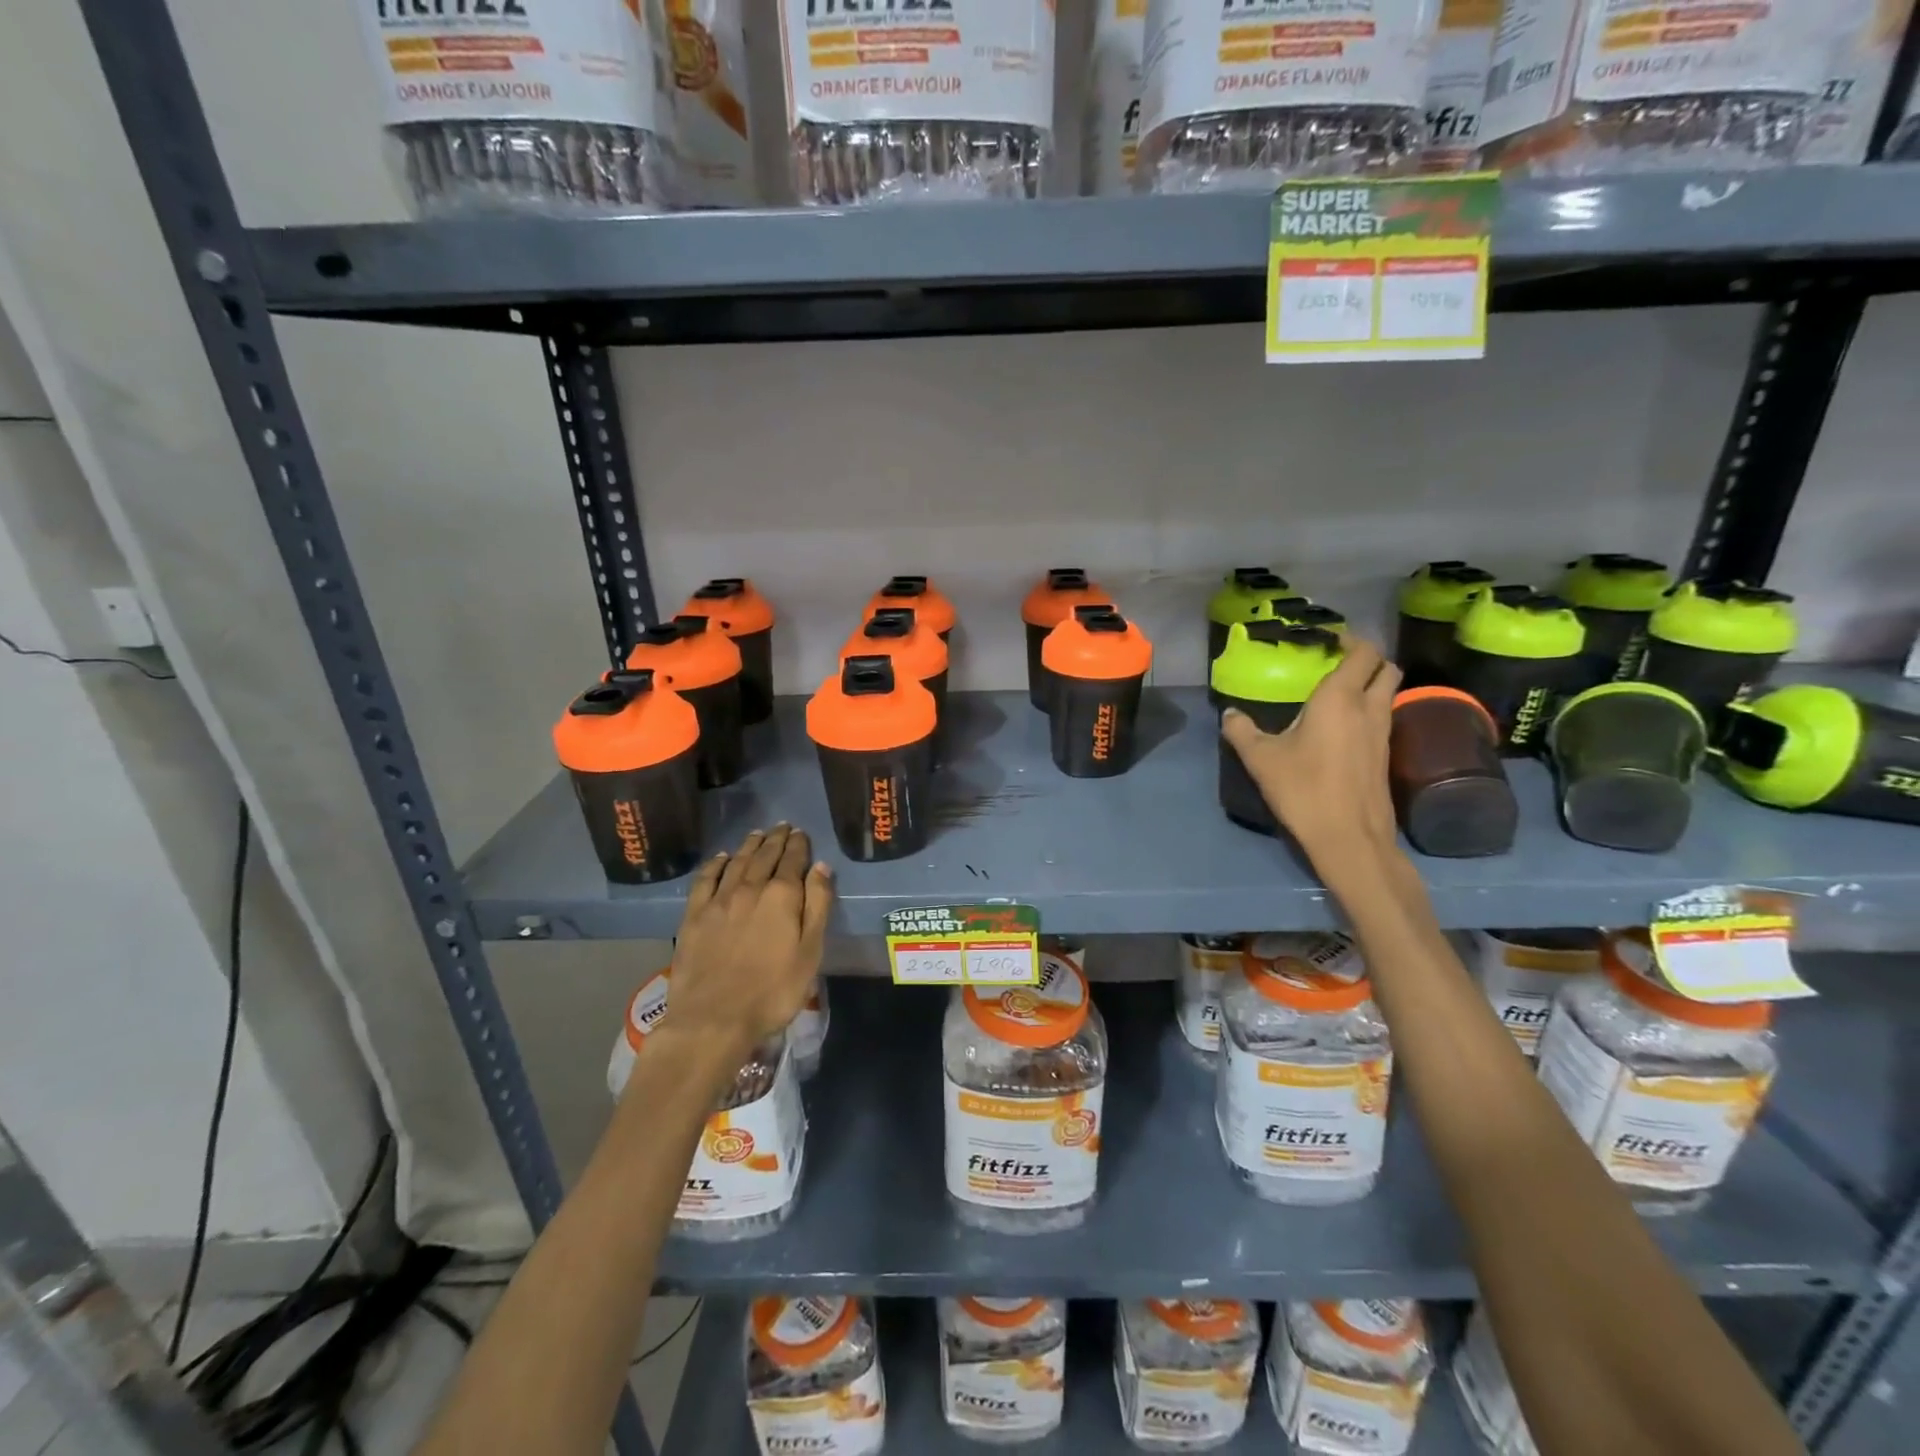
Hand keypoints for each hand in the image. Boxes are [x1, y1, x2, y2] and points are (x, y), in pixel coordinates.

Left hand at [662, 825, 833, 1071]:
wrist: (713, 1019)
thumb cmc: (773, 991)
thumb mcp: (810, 952)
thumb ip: (818, 906)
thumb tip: (821, 867)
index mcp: (782, 896)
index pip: (793, 860)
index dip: (798, 845)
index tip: (801, 833)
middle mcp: (750, 888)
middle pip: (764, 856)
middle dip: (776, 839)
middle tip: (782, 826)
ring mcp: (719, 901)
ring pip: (736, 862)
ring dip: (749, 845)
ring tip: (758, 834)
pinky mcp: (694, 916)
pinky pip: (705, 879)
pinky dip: (714, 864)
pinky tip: (720, 858)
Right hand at [1221, 635, 1401, 885]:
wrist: (1348, 838)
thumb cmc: (1303, 789)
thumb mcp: (1260, 759)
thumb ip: (1241, 731)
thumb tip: (1230, 714)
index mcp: (1340, 698)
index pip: (1363, 652)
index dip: (1350, 640)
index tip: (1328, 641)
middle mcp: (1369, 708)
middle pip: (1386, 668)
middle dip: (1367, 659)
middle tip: (1337, 664)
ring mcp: (1383, 734)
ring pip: (1387, 694)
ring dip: (1369, 686)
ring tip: (1335, 695)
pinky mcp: (1385, 757)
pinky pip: (1382, 719)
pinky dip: (1368, 712)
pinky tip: (1341, 729)